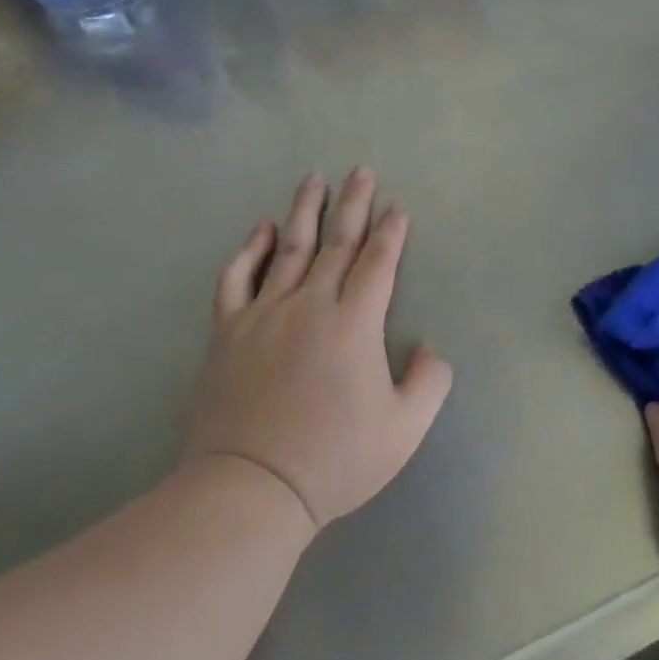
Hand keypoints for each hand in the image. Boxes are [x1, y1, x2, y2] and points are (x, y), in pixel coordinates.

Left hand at [183, 168, 452, 531]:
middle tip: (360, 170)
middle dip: (354, 204)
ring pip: (289, 248)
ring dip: (305, 211)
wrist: (250, 489)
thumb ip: (430, 381)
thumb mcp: (405, 428)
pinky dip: (250, 249)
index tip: (397, 206)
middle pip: (337, 242)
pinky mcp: (228, 332)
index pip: (378, 261)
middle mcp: (311, 303)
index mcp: (355, 321)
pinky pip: (238, 278)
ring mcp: (265, 313)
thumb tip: (430, 347)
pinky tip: (260, 229)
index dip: (391, 231)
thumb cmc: (335, 458)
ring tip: (314, 180)